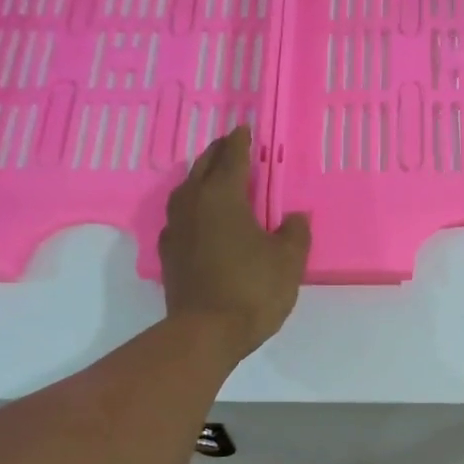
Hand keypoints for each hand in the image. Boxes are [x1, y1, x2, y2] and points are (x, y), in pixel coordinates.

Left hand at [158, 126, 310, 361]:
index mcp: (222, 197)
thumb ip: (294, 233)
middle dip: (217, 153)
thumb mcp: (287, 261)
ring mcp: (176, 229)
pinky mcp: (169, 254)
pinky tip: (199, 219)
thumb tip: (295, 217)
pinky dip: (192, 208)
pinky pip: (180, 217)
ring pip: (186, 190)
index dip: (240, 143)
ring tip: (213, 178)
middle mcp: (193, 205)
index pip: (231, 159)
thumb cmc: (252, 290)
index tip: (245, 130)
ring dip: (200, 178)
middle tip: (230, 146)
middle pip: (203, 168)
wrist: (205, 333)